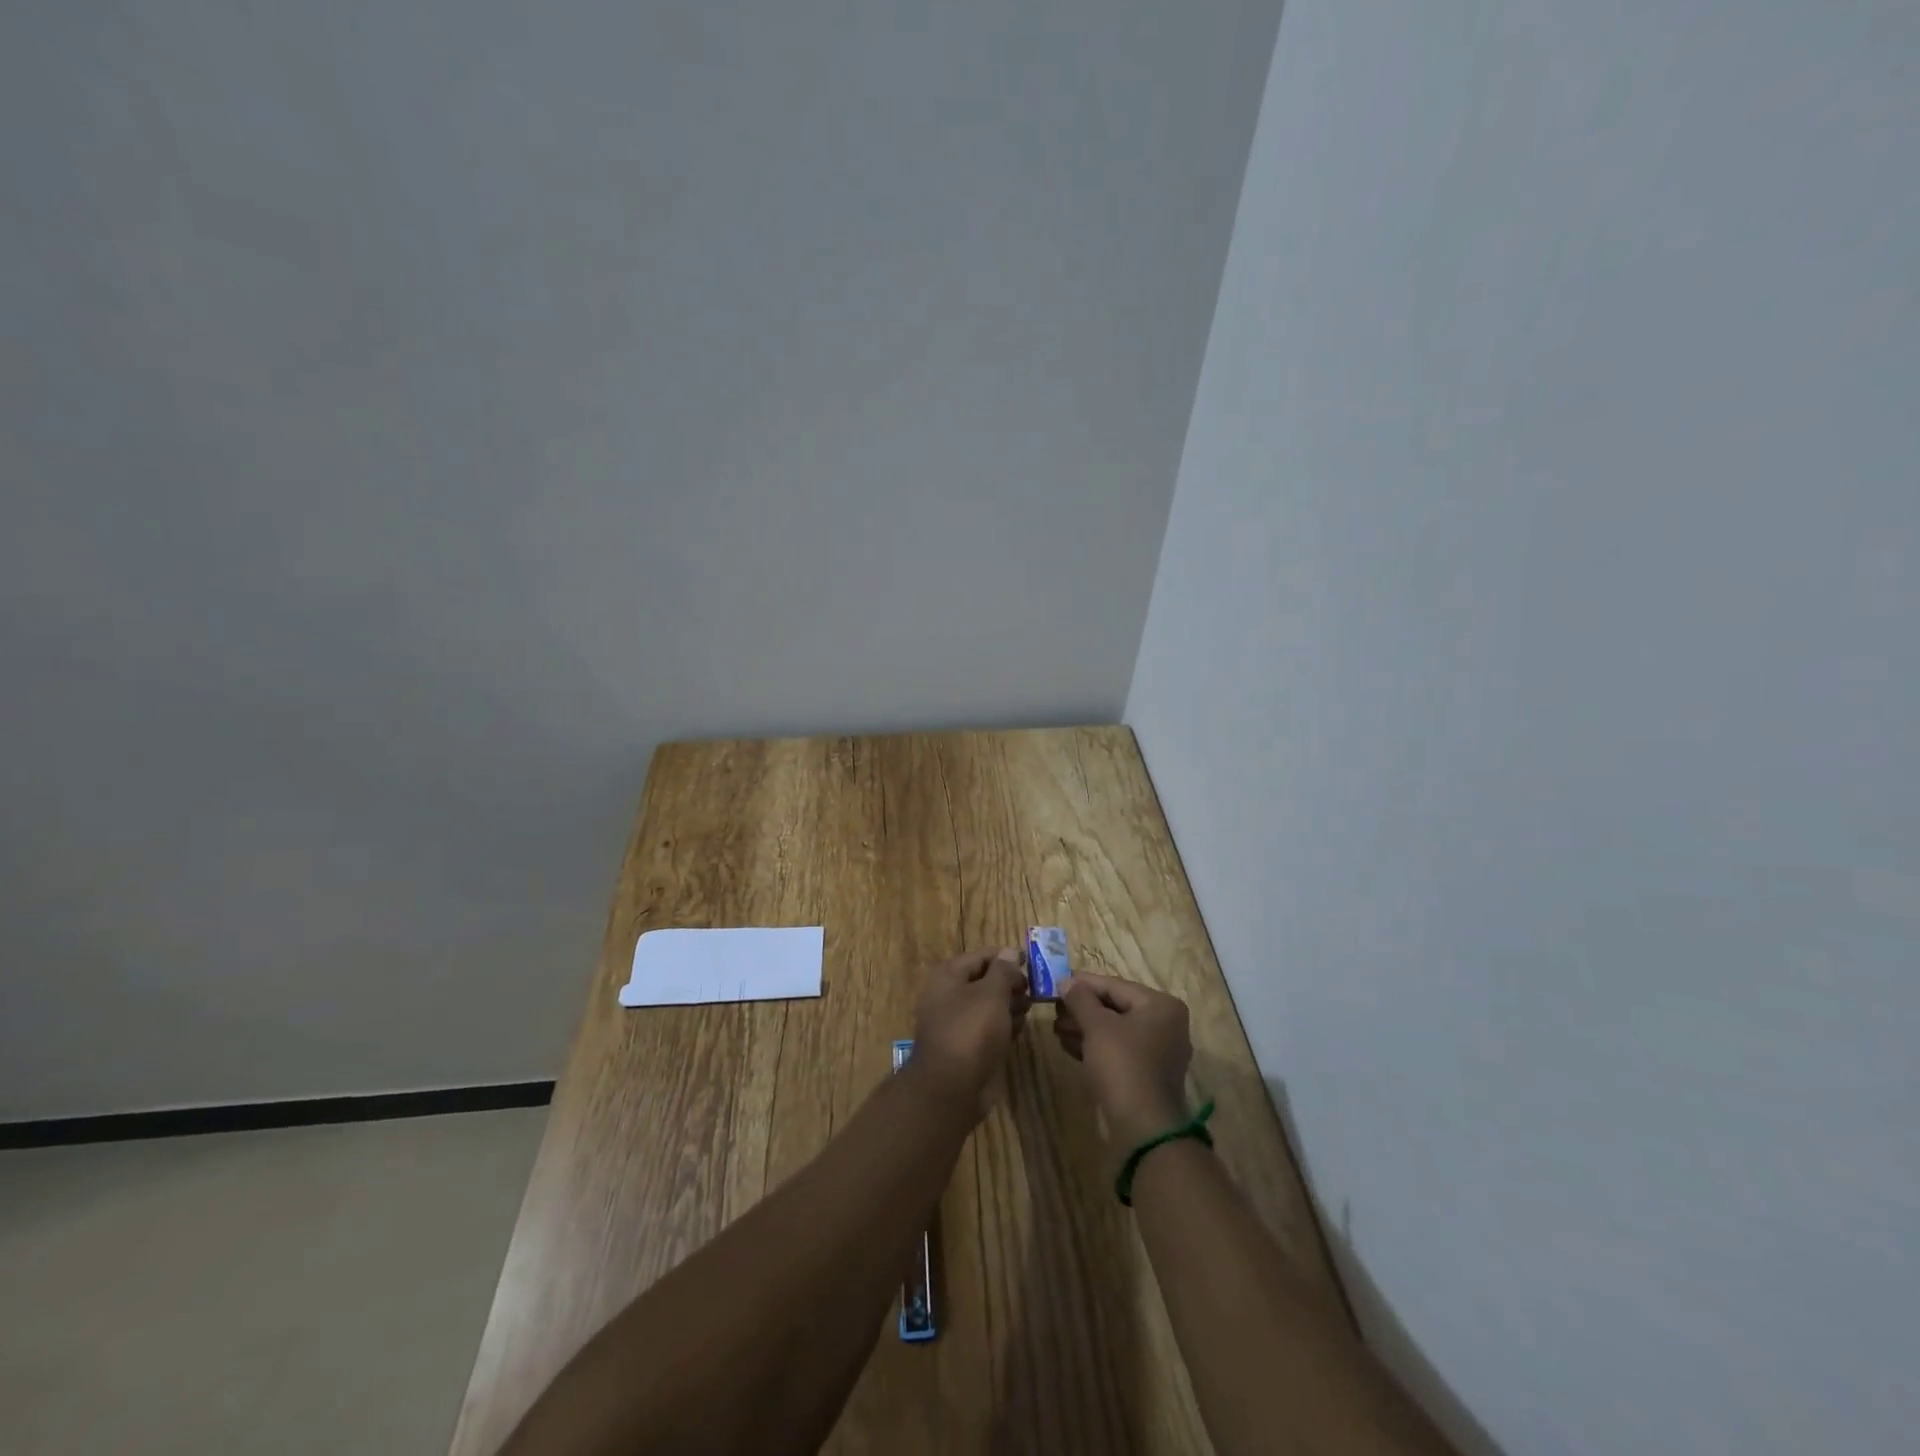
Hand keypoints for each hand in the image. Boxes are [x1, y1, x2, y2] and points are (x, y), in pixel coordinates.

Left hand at [909, 947, 1029, 1117]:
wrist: (951, 1088)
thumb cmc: (971, 1031)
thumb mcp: (991, 994)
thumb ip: (1003, 970)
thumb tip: (1011, 951)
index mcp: (948, 976)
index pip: (981, 956)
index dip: (1006, 956)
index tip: (1032, 960)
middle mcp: (950, 996)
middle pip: (985, 980)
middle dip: (1010, 982)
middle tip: (1034, 988)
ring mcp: (958, 1023)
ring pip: (989, 1005)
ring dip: (1010, 1003)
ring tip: (1031, 1006)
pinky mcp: (968, 1046)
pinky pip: (989, 1028)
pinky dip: (1005, 1025)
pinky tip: (1021, 1026)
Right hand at [1054, 972, 1192, 1150]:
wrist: (1144, 1128)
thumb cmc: (1123, 1065)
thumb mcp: (1097, 1026)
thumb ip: (1081, 999)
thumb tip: (1066, 981)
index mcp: (1161, 1005)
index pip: (1115, 985)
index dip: (1083, 984)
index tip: (1056, 983)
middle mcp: (1166, 1024)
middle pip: (1116, 1007)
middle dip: (1082, 1009)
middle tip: (1054, 1009)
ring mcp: (1159, 1051)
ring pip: (1115, 1030)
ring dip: (1085, 1028)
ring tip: (1057, 1029)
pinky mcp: (1148, 1074)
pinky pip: (1119, 1050)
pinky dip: (1095, 1046)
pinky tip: (1069, 1046)